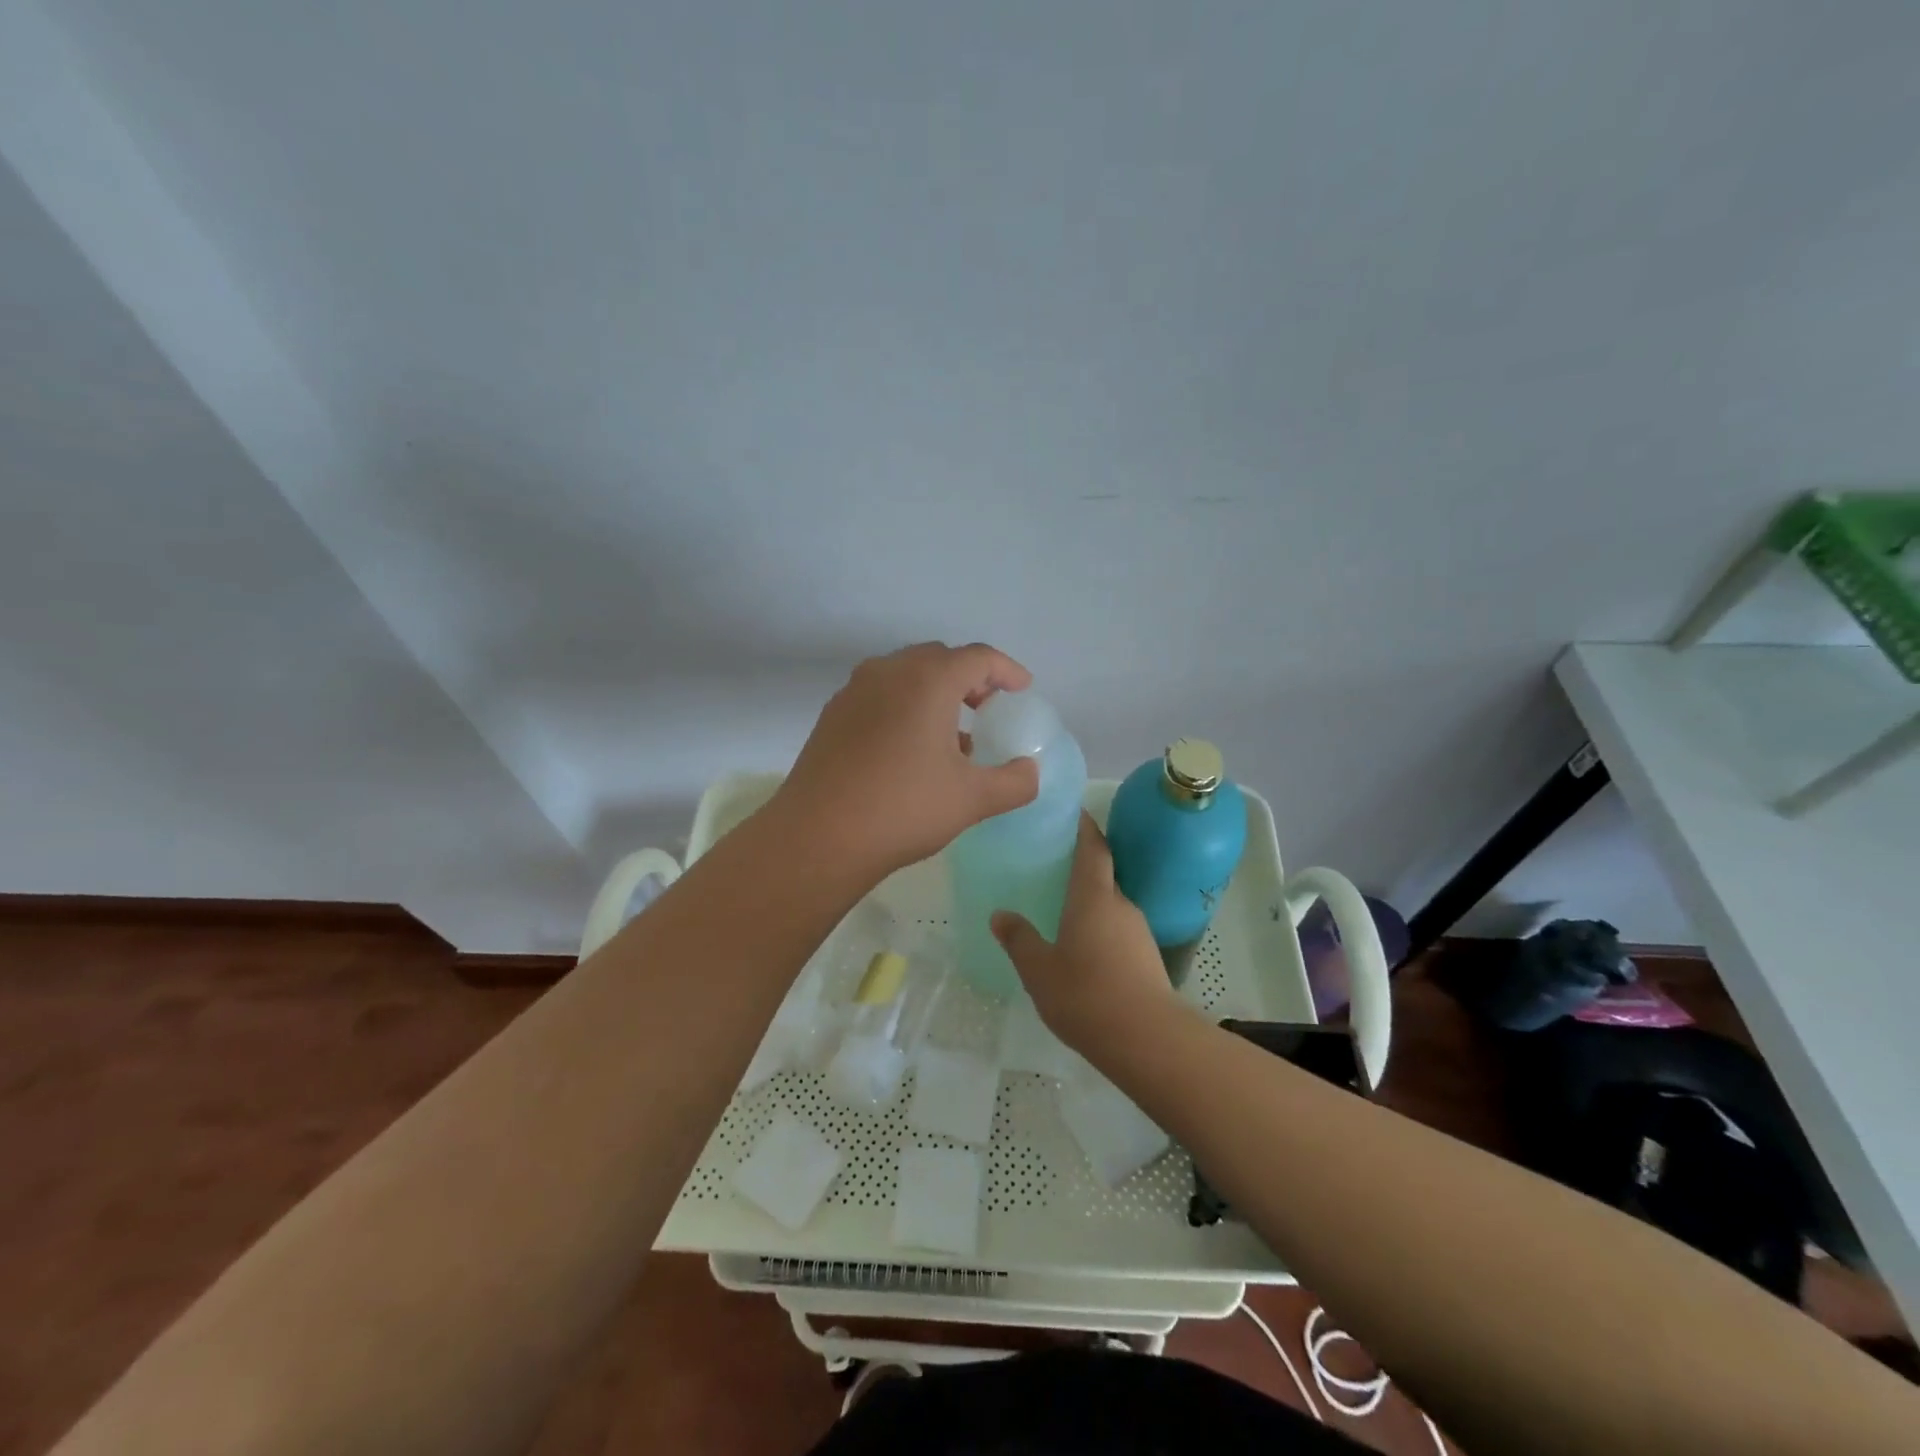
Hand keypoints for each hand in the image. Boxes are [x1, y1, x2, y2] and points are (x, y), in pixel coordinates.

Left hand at [772, 642, 1040, 880]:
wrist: (818, 836)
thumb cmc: (903, 809)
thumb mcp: (972, 799)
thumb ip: (1014, 782)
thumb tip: (1030, 771)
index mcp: (928, 680)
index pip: (978, 657)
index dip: (1007, 670)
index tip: (1022, 691)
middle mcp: (888, 672)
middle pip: (939, 658)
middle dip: (970, 677)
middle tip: (988, 708)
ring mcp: (854, 691)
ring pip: (905, 675)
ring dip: (935, 692)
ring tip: (953, 734)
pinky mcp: (833, 715)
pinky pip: (880, 695)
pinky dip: (905, 706)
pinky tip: (911, 749)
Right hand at [991, 813, 1182, 1057]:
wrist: (1147, 1040)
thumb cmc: (1086, 995)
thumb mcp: (1039, 970)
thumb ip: (1019, 940)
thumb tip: (1000, 915)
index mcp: (1093, 897)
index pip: (1093, 848)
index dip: (1084, 827)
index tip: (1073, 813)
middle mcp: (1120, 905)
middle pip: (1102, 875)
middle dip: (1081, 869)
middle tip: (1052, 869)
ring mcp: (1138, 932)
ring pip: (1111, 907)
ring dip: (1090, 904)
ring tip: (1062, 914)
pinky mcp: (1148, 958)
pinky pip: (1119, 932)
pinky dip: (1101, 932)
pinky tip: (1084, 954)